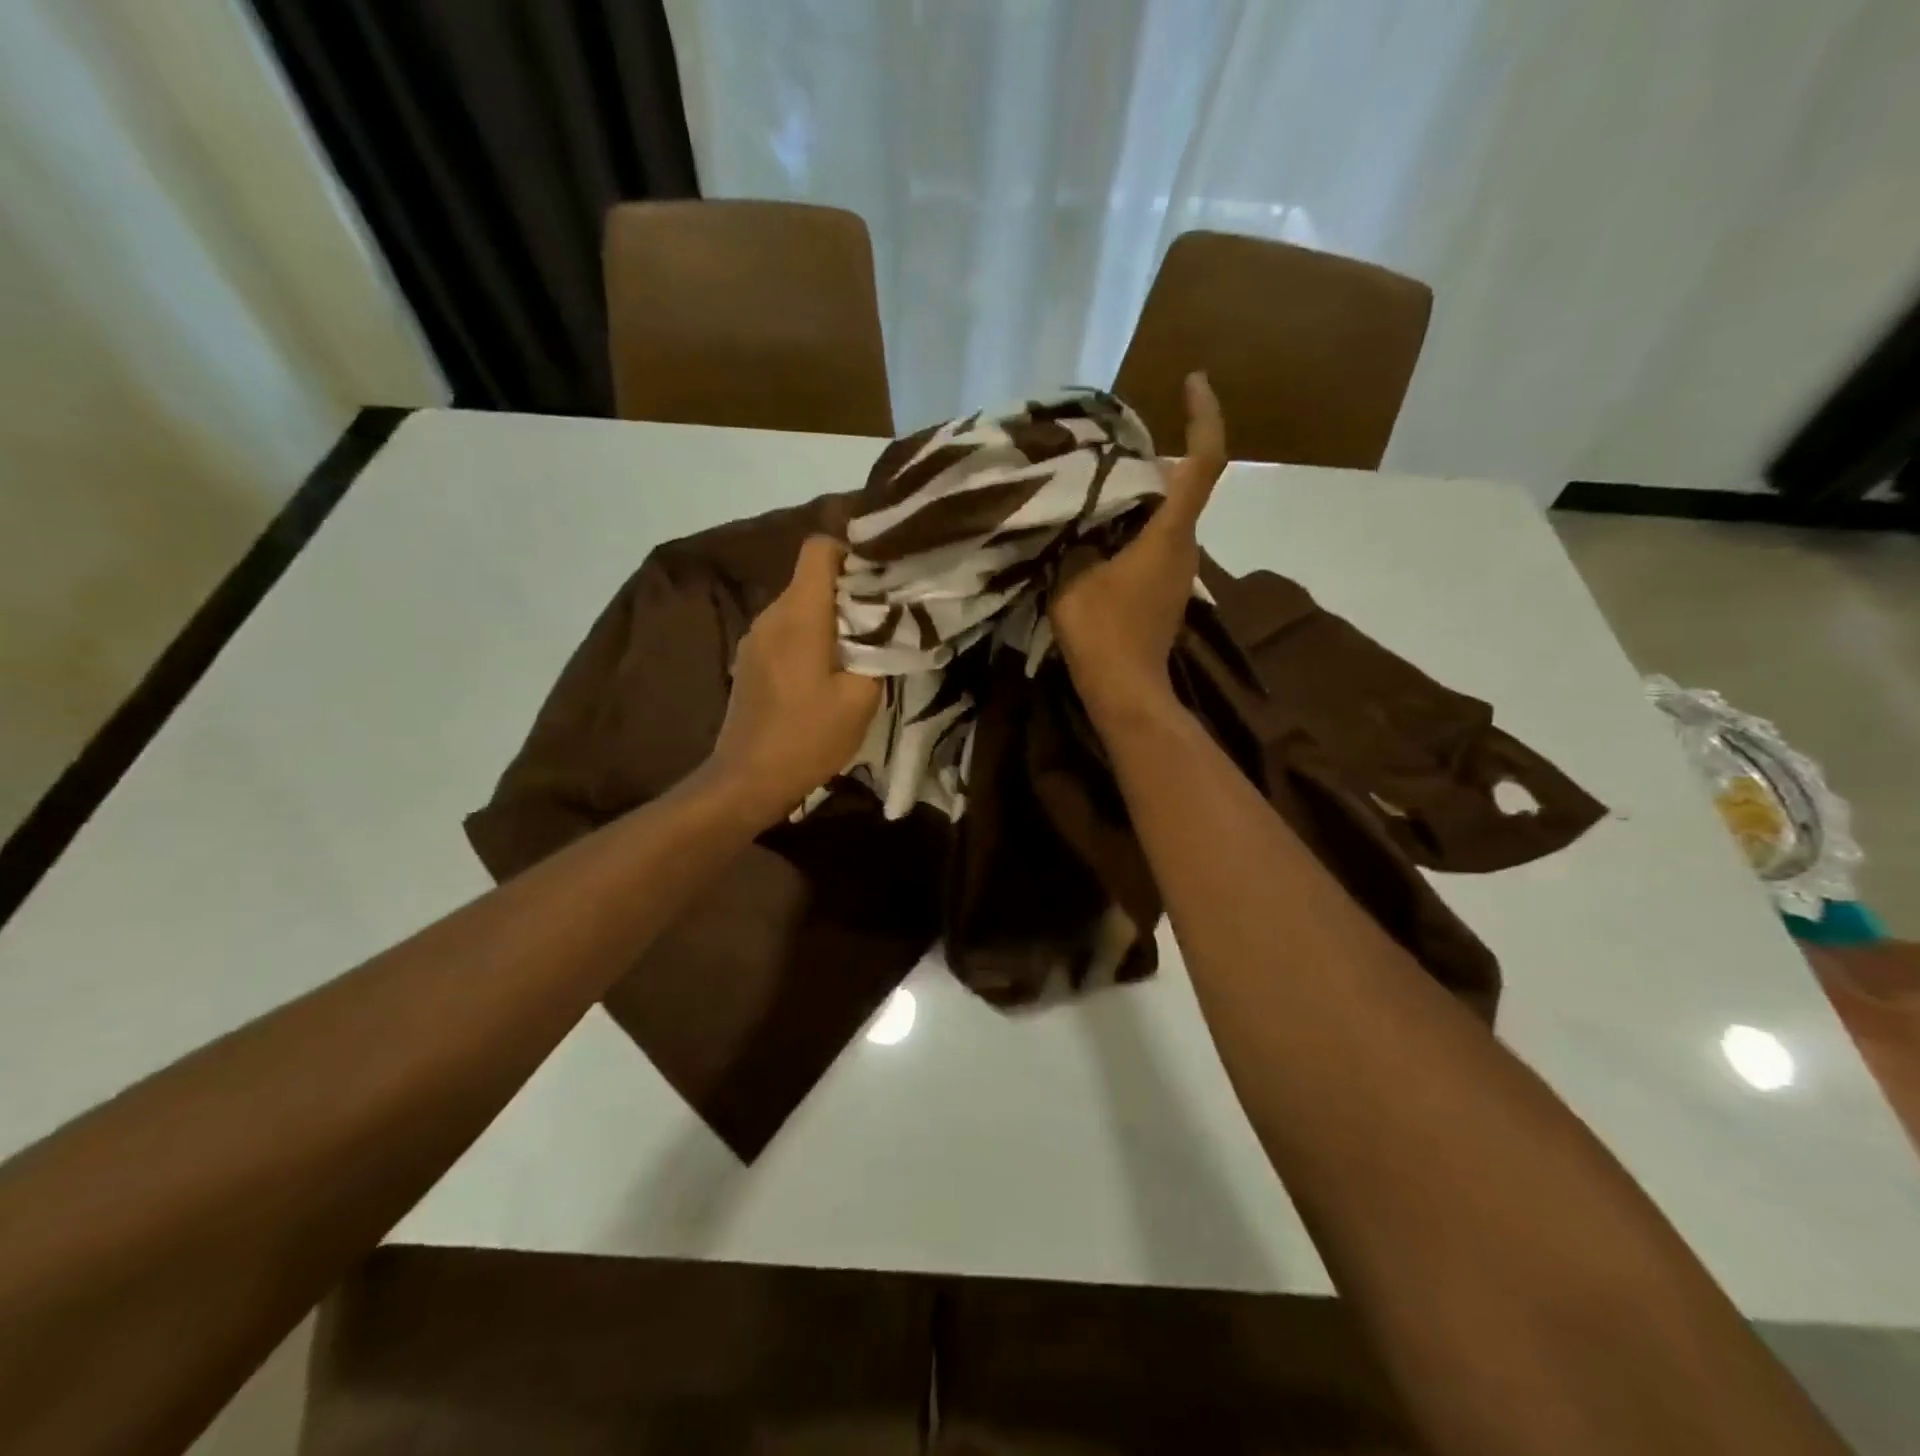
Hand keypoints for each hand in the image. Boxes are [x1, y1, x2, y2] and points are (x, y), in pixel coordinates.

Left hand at [706, 535, 880, 824]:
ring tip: (857, 652)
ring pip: (798, 607)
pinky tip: (825, 674)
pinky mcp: (749, 661)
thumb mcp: (861, 699)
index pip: (818, 549)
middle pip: (811, 579)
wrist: (747, 780)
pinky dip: (808, 639)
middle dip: (848, 592)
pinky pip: (784, 632)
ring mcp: (754, 638)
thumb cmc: (808, 737)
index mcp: (799, 615)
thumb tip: (884, 631)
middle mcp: (771, 615)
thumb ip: (878, 654)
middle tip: (882, 622)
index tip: (878, 581)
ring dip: (829, 620)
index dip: (851, 554)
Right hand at [1051, 372, 1226, 718]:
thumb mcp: (1071, 579)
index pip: (1204, 462)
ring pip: (1164, 518)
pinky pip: (1154, 544)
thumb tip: (1071, 523)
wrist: (1127, 692)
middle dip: (1150, 461)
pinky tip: (1094, 536)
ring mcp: (1180, 572)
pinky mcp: (1167, 592)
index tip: (1193, 380)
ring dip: (1136, 499)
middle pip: (1179, 487)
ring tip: (1091, 490)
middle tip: (1105, 450)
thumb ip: (1074, 542)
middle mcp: (1186, 546)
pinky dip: (1131, 529)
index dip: (1204, 415)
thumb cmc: (1103, 633)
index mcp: (1170, 533)